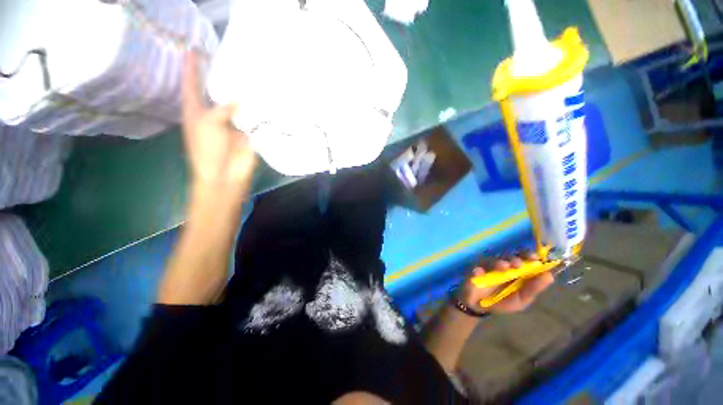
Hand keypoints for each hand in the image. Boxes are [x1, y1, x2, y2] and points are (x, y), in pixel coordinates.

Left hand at [182, 51, 256, 198]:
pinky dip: (256, 110)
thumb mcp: (208, 124)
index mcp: (196, 111)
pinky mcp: (247, 133)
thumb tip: (242, 99)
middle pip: (215, 92)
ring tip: (246, 74)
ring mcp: (231, 124)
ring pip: (235, 104)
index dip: (191, 67)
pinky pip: (251, 118)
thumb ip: (223, 108)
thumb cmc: (208, 150)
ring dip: (240, 93)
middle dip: (219, 76)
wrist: (226, 175)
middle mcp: (213, 115)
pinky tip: (262, 98)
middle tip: (227, 57)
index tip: (194, 49)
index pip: (191, 84)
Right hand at [458, 252, 553, 313]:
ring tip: (503, 267)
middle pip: (508, 256)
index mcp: (516, 271)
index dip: (529, 256)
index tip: (535, 258)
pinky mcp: (473, 271)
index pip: (523, 258)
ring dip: (498, 263)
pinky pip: (475, 268)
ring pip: (492, 261)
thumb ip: (533, 289)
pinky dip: (478, 270)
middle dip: (514, 259)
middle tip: (517, 264)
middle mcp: (502, 266)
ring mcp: (487, 267)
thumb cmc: (502, 301)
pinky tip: (479, 272)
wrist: (479, 306)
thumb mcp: (521, 299)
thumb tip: (549, 276)